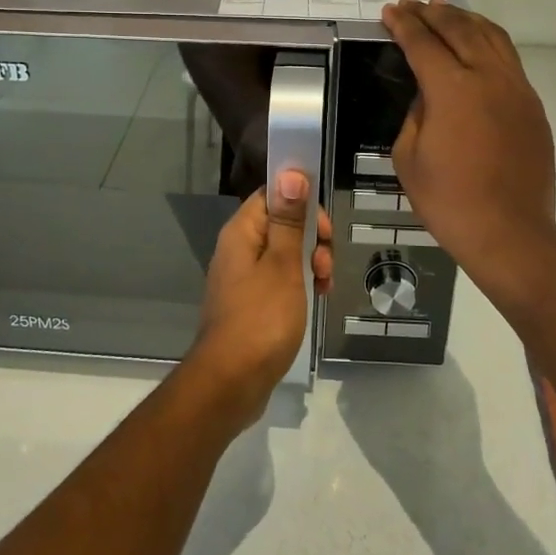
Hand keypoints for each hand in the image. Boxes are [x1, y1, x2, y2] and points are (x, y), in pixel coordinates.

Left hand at [187, 170, 333, 422]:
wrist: (230, 383)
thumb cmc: (260, 319)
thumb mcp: (283, 265)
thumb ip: (289, 219)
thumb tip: (291, 172)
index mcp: (242, 232)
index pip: (273, 195)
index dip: (302, 203)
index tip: (324, 229)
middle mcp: (239, 248)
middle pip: (283, 223)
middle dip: (312, 238)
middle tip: (324, 264)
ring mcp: (244, 277)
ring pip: (285, 253)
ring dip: (310, 263)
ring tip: (323, 287)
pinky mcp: (252, 302)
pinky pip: (280, 279)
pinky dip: (300, 284)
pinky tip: (315, 299)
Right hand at [381, 0, 555, 312]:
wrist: (510, 234)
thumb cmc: (449, 201)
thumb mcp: (409, 157)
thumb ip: (415, 115)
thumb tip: (427, 96)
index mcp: (453, 90)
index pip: (423, 43)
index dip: (404, 25)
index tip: (391, 11)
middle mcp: (489, 78)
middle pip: (460, 30)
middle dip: (434, 14)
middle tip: (414, 4)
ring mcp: (517, 90)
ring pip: (493, 37)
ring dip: (466, 20)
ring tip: (446, 12)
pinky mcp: (533, 106)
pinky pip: (509, 59)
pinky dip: (489, 42)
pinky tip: (478, 45)